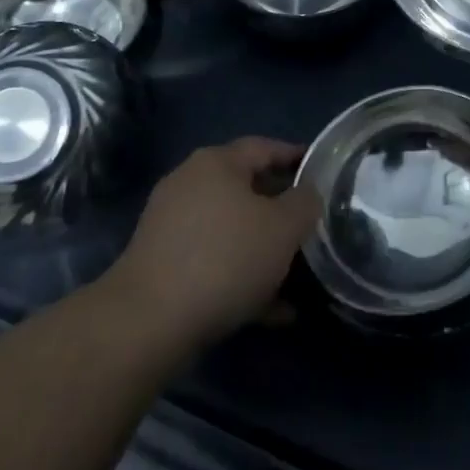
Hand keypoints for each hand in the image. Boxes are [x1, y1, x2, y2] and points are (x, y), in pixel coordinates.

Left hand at [108, 138, 320, 347]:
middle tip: (310, 227)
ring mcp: (171, 225)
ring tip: (296, 277)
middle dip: (280, 211)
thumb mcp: (283, 228)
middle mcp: (190, 184)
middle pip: (246, 190)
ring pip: (231, 231)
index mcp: (216, 162)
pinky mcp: (162, 265)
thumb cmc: (225, 258)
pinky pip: (213, 263)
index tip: (321, 172)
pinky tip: (271, 312)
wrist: (148, 322)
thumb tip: (306, 194)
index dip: (295, 157)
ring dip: (263, 251)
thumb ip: (304, 203)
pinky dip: (241, 279)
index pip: (264, 147)